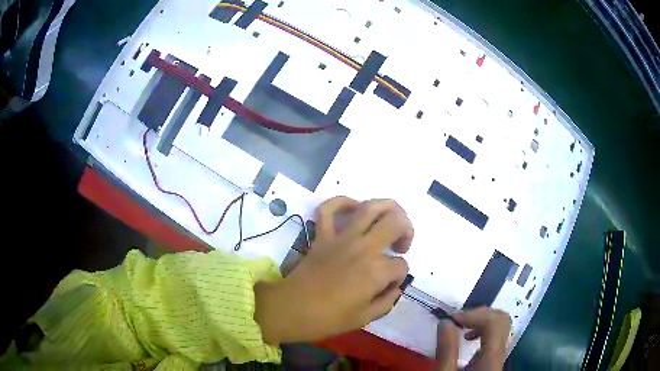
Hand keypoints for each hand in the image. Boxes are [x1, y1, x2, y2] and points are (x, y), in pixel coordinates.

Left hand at [255, 197, 413, 344]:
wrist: (291, 309)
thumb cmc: (328, 318)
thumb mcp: (365, 318)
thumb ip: (387, 301)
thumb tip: (395, 288)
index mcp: (376, 271)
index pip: (401, 266)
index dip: (399, 276)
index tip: (389, 286)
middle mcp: (363, 248)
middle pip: (395, 222)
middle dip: (407, 230)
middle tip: (401, 245)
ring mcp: (341, 238)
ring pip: (370, 207)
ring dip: (387, 207)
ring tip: (391, 219)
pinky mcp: (322, 235)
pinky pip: (329, 208)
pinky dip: (341, 202)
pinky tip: (353, 208)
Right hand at [435, 307, 510, 370]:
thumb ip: (446, 350)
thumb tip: (445, 322)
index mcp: (492, 357)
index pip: (495, 322)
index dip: (474, 314)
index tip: (452, 319)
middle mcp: (500, 353)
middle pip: (502, 320)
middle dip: (480, 314)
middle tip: (458, 319)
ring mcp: (499, 355)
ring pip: (500, 326)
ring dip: (481, 320)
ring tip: (461, 326)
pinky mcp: (494, 358)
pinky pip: (495, 335)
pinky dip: (482, 329)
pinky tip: (468, 338)